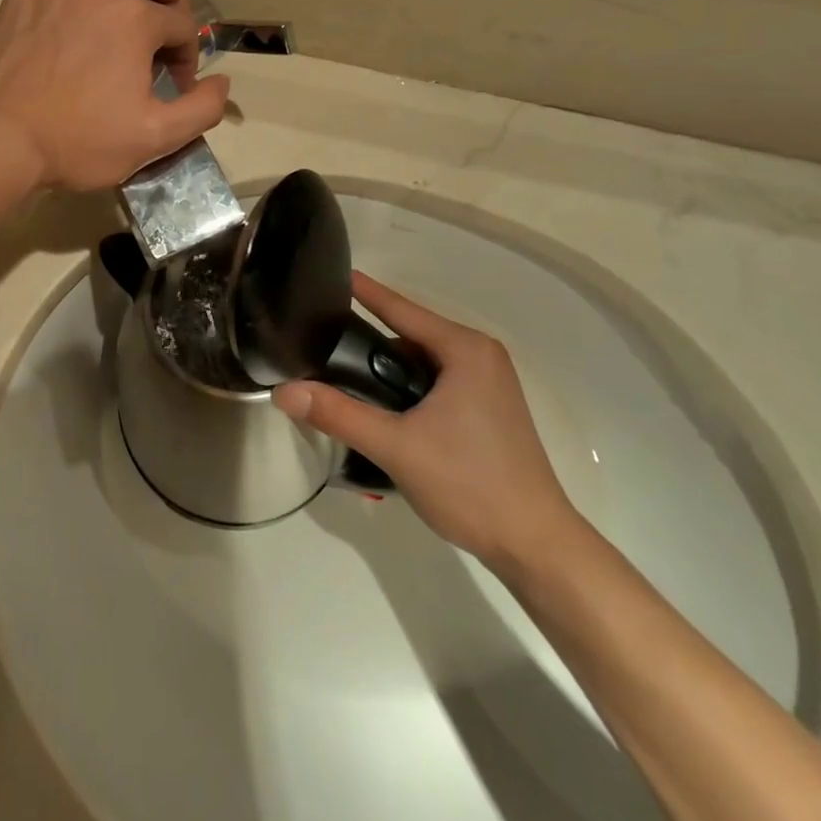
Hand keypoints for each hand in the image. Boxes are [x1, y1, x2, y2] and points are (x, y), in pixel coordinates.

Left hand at [0, 0, 229, 192]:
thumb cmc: (80, 142)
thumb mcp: (155, 137)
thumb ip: (203, 108)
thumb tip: (223, 83)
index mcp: (134, 18)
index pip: (182, 23)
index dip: (189, 55)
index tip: (177, 85)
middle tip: (164, 32)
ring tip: (125, 17)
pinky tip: (75, 28)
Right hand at [272, 272, 579, 573]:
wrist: (536, 547)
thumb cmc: (470, 485)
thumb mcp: (396, 447)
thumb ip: (338, 415)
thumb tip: (284, 392)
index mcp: (465, 350)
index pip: (401, 308)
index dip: (364, 291)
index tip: (331, 273)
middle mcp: (480, 355)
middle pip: (410, 335)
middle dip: (369, 341)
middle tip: (323, 345)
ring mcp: (489, 383)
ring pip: (423, 361)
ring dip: (388, 370)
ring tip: (345, 382)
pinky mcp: (490, 409)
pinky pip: (438, 381)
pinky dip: (409, 387)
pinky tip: (384, 409)